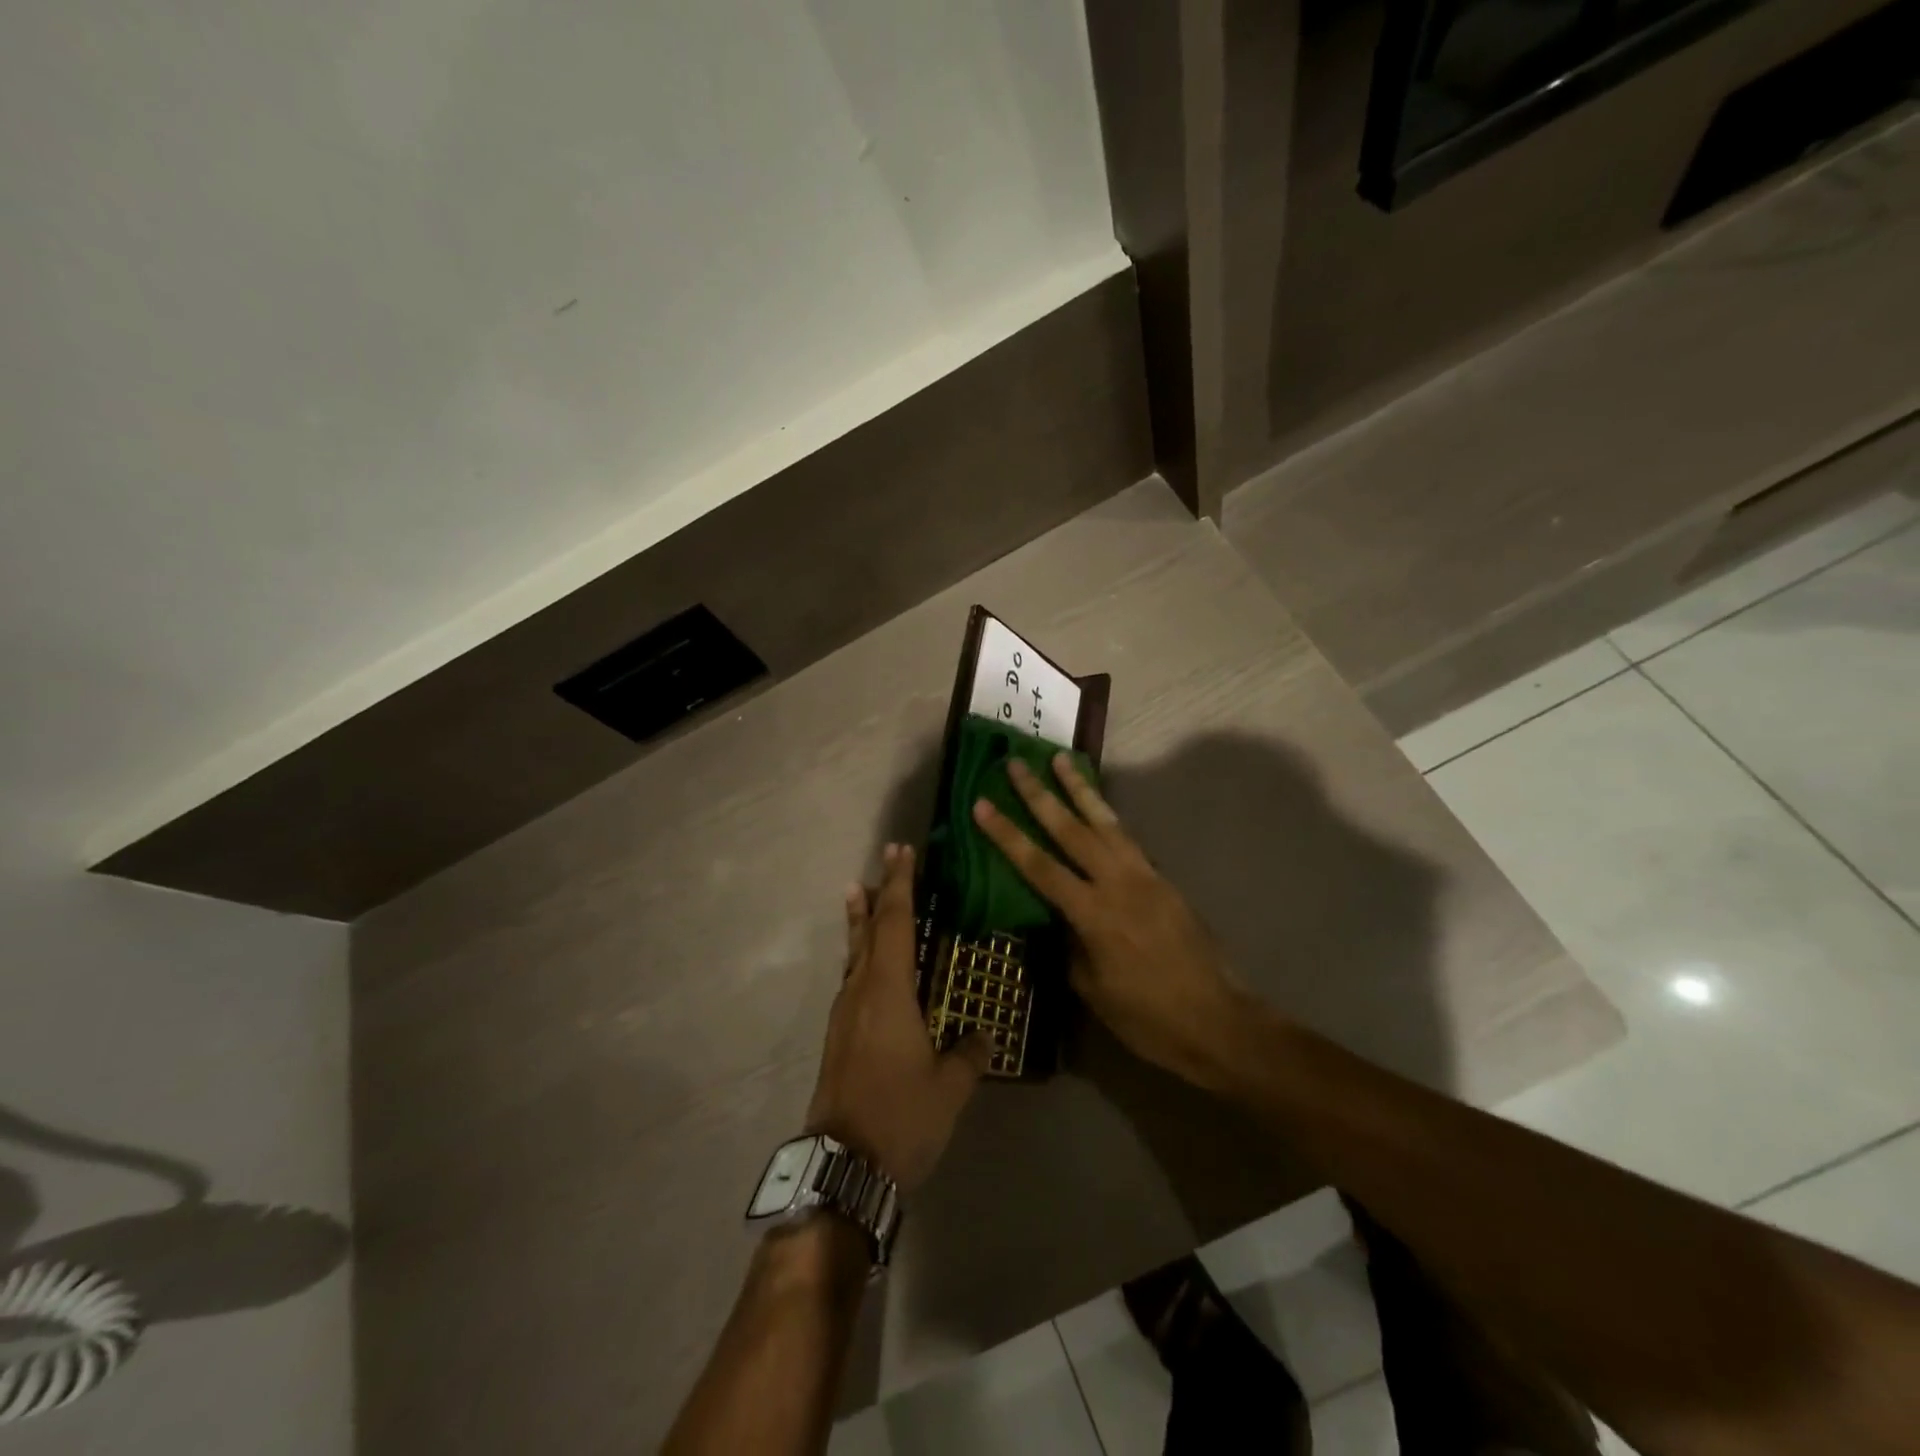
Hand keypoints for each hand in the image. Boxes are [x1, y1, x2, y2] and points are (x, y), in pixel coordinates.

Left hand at [806, 844, 991, 1193]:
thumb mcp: (949, 1087)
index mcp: (888, 991)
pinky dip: (859, 953)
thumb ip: (969, 1054)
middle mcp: (861, 991)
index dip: (901, 885)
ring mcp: (845, 1013)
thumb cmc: (900, 1117)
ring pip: (854, 952)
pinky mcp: (839, 1035)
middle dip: (879, 892)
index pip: (896, 923)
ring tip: (860, 892)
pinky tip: (866, 962)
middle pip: (869, 929)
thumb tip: (984, 1033)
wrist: (842, 1166)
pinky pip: (851, 977)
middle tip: (886, 859)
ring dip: (861, 920)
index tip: (903, 851)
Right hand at [971, 756, 1258, 1089]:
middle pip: (1071, 829)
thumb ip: (1070, 944)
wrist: (1218, 1022)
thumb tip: (1057, 918)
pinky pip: (1128, 839)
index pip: (1039, 866)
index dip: (1007, 835)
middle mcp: (1118, 884)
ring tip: (1061, 760)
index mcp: (1094, 914)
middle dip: (1040, 794)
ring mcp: (1145, 877)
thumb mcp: (1093, 989)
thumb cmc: (1147, 1017)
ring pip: (1105, 822)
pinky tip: (1098, 807)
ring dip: (1080, 789)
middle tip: (1016, 763)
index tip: (982, 804)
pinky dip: (1108, 817)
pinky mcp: (1164, 880)